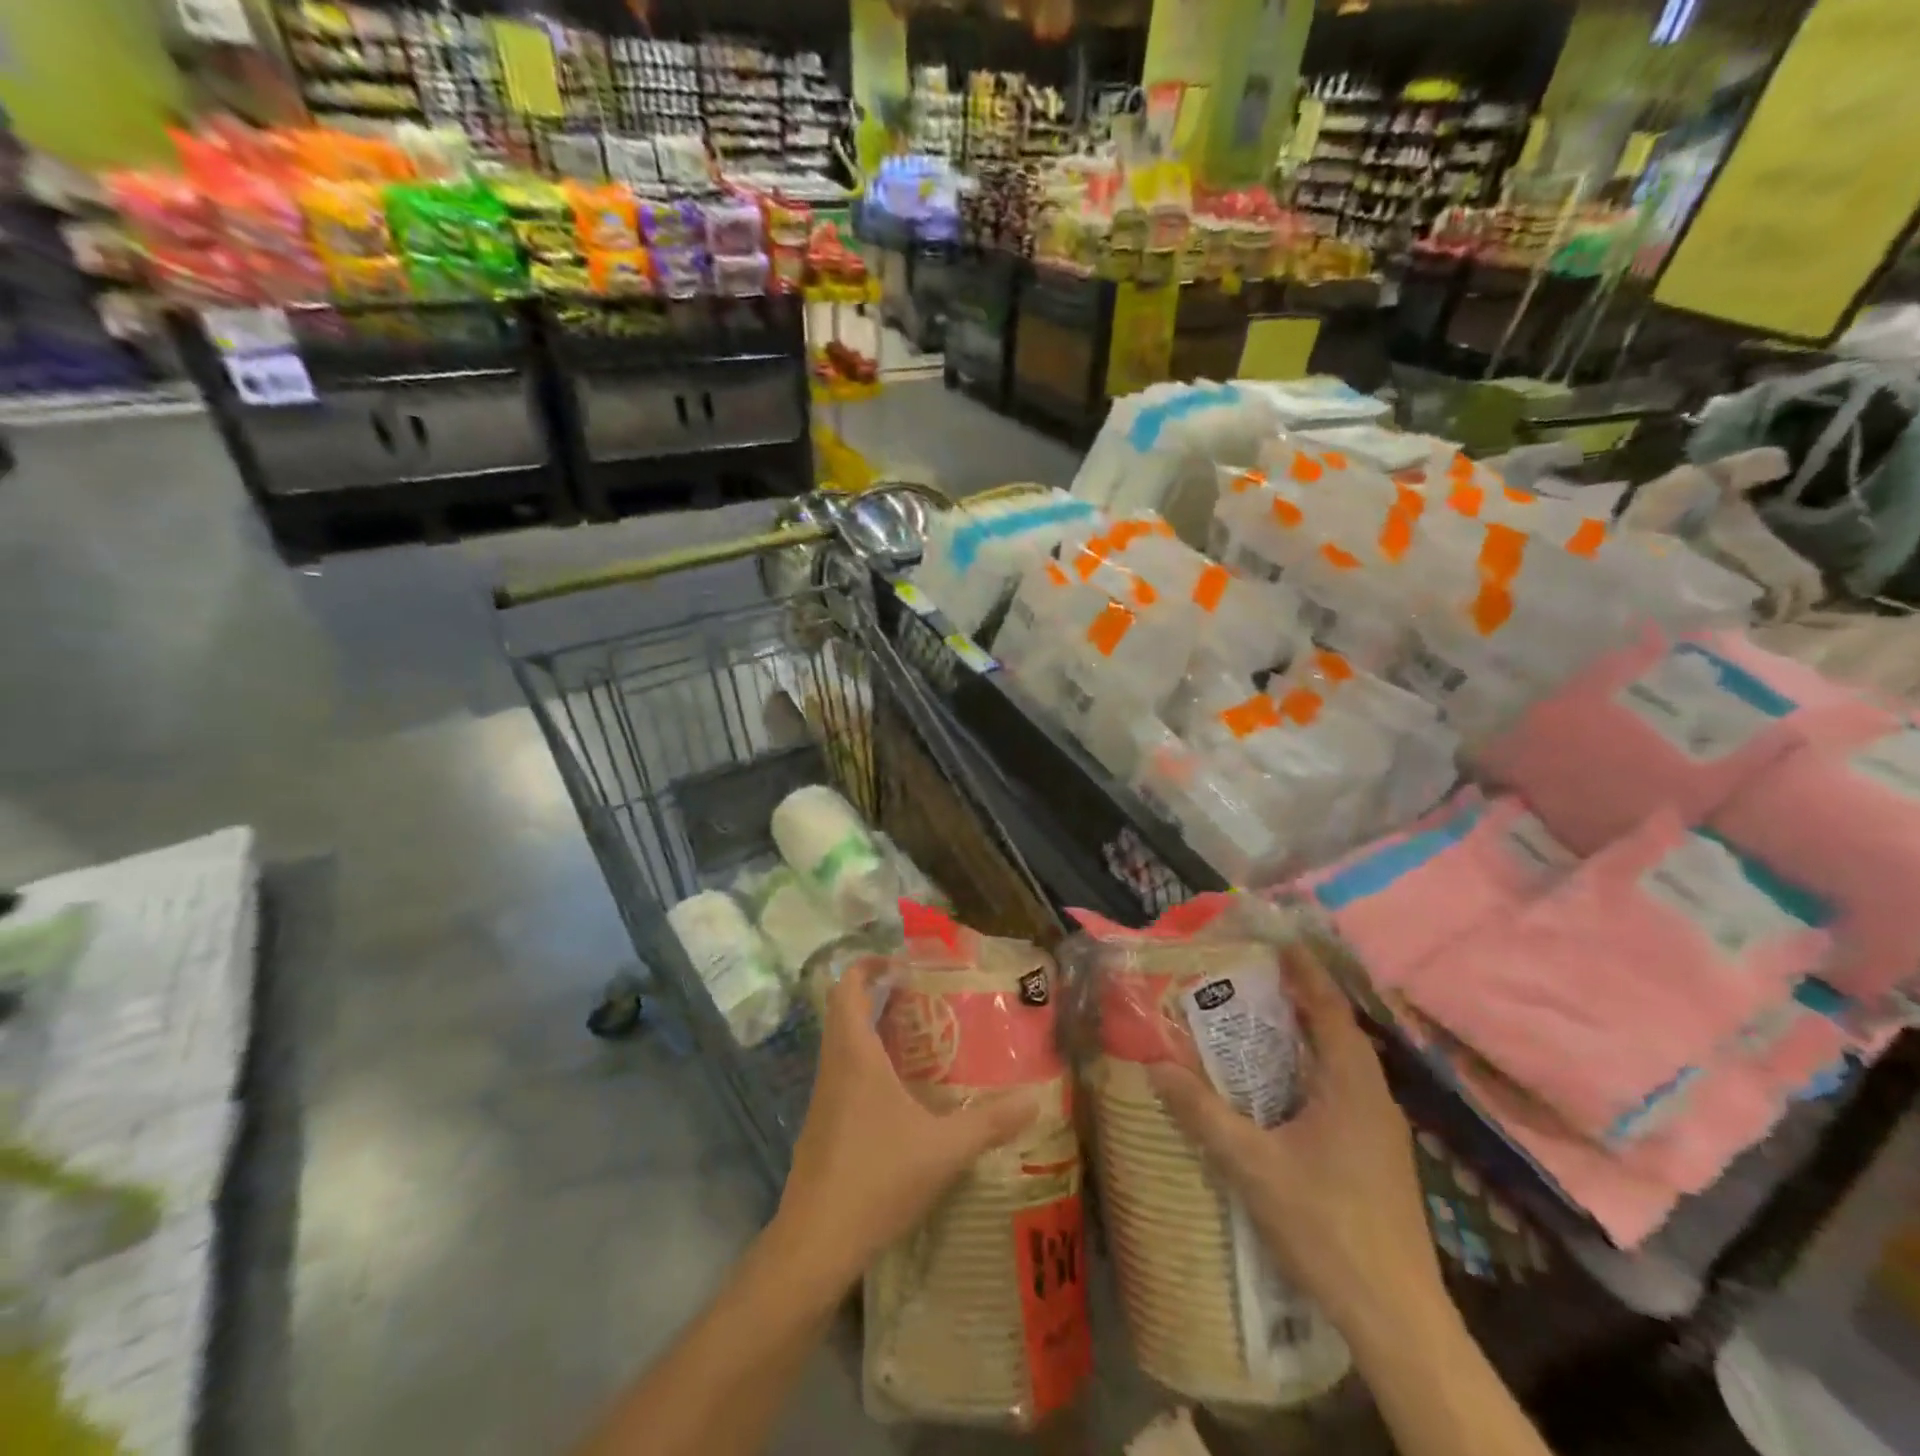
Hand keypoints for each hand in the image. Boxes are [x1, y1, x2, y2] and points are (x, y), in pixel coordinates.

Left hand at [772, 957, 1038, 1296]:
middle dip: (876, 995)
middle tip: (920, 998)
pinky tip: (900, 1095)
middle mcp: (833, 1067)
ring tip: (919, 1040)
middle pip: (844, 1011)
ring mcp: (823, 1099)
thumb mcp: (943, 1149)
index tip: (901, 962)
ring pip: (842, 1045)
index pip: (848, 988)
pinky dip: (867, 1066)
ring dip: (872, 1031)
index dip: (869, 965)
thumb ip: (989, 1123)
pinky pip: (843, 1076)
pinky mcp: (822, 1127)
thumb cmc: (877, 1179)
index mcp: (855, 1055)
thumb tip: (1034, 1100)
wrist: (815, 1244)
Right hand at [1148, 944, 1443, 1344]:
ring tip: (1257, 1021)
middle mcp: (1373, 1095)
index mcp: (1351, 1084)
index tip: (1274, 940)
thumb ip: (1202, 1113)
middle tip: (1249, 977)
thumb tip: (1155, 1066)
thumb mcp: (1252, 1165)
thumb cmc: (1326, 1226)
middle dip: (1297, 998)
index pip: (1329, 1007)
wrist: (1396, 1316)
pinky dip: (1311, 1069)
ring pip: (1341, 1062)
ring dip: (1305, 1035)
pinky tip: (1279, 1087)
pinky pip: (1342, 1089)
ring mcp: (1381, 1128)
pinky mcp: (1378, 1154)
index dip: (1303, 970)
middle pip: (1336, 1029)